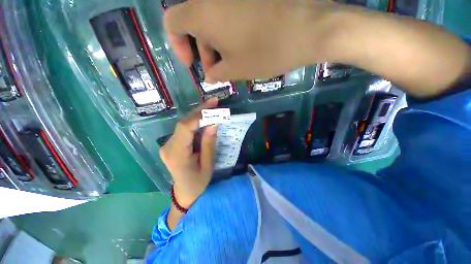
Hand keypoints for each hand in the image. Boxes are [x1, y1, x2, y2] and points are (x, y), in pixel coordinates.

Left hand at [159, 98, 218, 207]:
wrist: (184, 192)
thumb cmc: (198, 182)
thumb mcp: (208, 164)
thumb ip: (209, 143)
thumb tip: (213, 123)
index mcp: (177, 155)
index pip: (184, 129)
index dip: (198, 116)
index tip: (213, 109)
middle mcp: (168, 147)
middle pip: (183, 123)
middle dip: (199, 111)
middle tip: (213, 102)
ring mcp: (168, 145)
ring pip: (183, 124)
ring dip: (198, 115)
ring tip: (212, 108)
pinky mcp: (171, 144)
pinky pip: (184, 129)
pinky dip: (195, 122)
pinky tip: (204, 118)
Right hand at [164, 0, 340, 81]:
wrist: (308, 28)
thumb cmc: (265, 52)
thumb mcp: (235, 69)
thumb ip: (216, 73)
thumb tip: (209, 75)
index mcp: (202, 13)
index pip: (173, 23)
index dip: (178, 45)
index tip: (192, 64)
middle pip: (195, 24)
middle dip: (203, 51)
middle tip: (218, 71)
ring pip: (213, 20)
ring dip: (217, 44)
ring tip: (232, 64)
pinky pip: (229, 15)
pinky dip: (229, 34)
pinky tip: (242, 48)